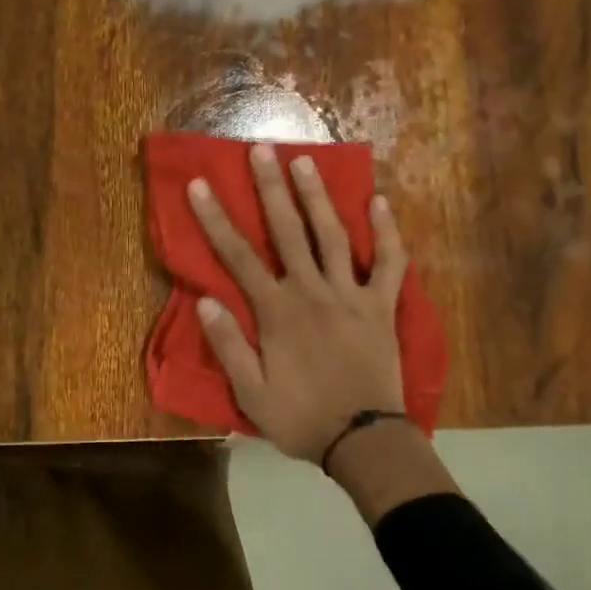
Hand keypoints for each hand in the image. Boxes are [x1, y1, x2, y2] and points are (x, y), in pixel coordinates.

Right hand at [188, 143, 408, 464]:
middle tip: (262, 148)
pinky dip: (387, 233)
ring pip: (333, 235)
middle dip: (271, 187)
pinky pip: (390, 263)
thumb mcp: (251, 393)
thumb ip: (228, 345)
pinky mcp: (382, 306)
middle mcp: (312, 291)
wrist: (365, 441)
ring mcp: (351, 294)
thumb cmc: (302, 418)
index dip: (215, 219)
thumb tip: (204, 299)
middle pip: (288, 230)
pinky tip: (380, 202)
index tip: (200, 184)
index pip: (238, 256)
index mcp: (277, 311)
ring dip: (318, 196)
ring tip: (306, 160)